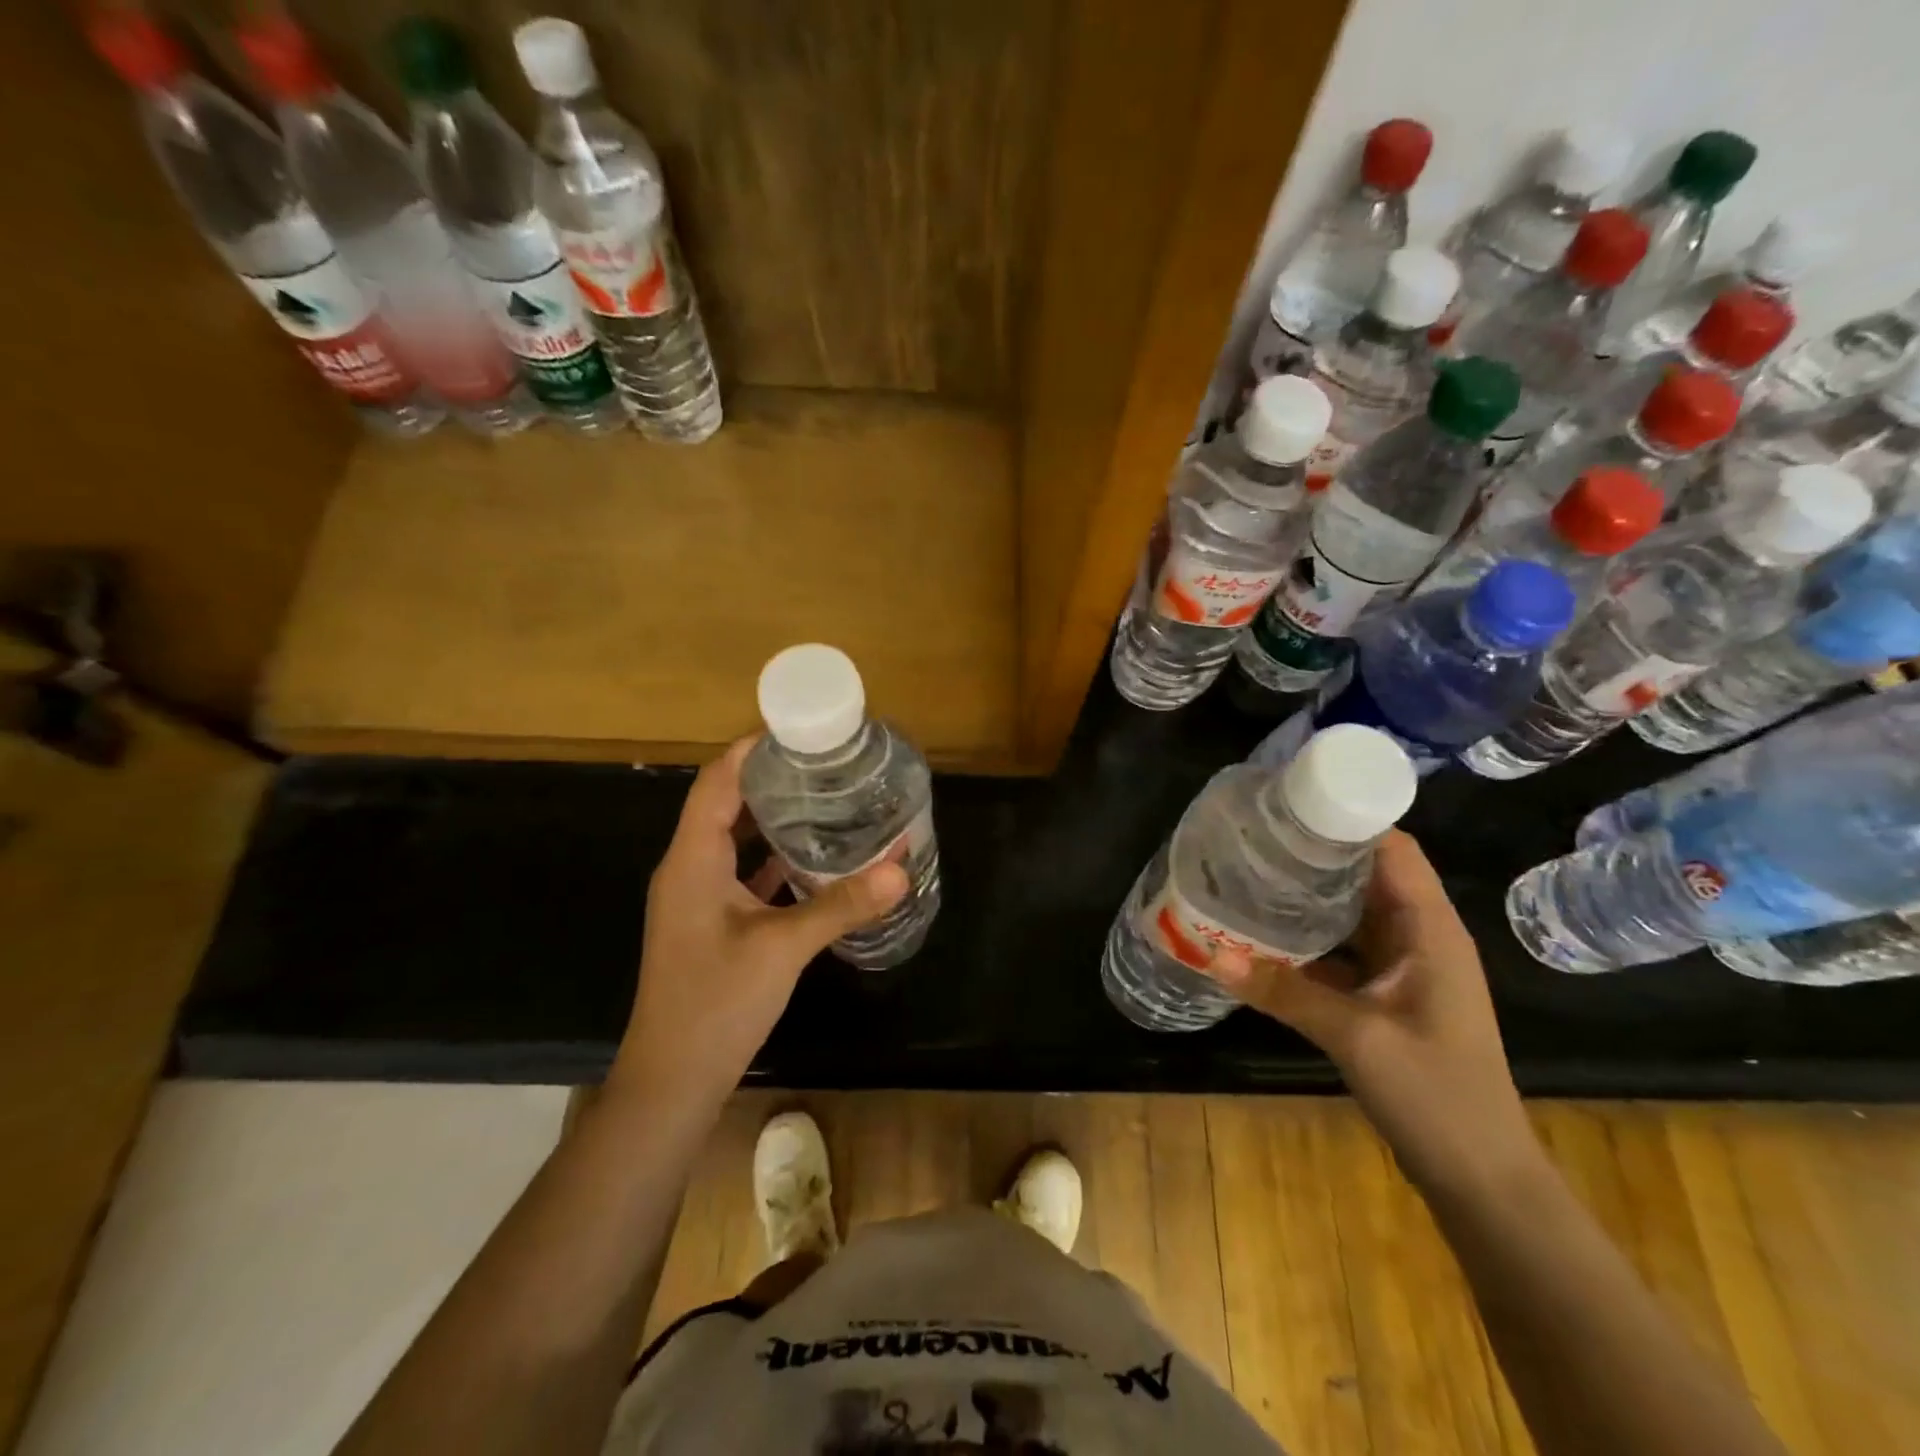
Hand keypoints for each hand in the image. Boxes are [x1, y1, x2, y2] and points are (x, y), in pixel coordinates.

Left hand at [611, 737, 908, 1105]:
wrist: (673, 1081)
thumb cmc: (716, 1004)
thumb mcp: (783, 949)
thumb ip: (841, 904)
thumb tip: (901, 866)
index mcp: (692, 859)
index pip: (718, 781)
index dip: (753, 749)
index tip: (800, 730)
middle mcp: (690, 868)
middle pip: (729, 803)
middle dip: (774, 779)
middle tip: (828, 763)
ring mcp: (700, 897)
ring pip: (739, 840)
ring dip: (777, 819)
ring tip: (828, 798)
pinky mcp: (714, 922)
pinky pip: (746, 873)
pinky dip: (777, 859)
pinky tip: (818, 858)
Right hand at [1210, 829, 1544, 1197]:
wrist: (1480, 1179)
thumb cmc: (1437, 1095)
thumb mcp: (1356, 1037)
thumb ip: (1284, 991)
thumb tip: (1211, 954)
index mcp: (1429, 929)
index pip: (1392, 849)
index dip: (1345, 819)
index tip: (1287, 805)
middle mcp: (1418, 937)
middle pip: (1365, 875)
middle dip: (1312, 854)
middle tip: (1251, 839)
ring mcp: (1402, 968)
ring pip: (1349, 913)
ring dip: (1306, 897)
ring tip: (1248, 875)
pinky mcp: (1385, 995)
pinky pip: (1341, 951)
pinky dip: (1306, 939)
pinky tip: (1262, 935)